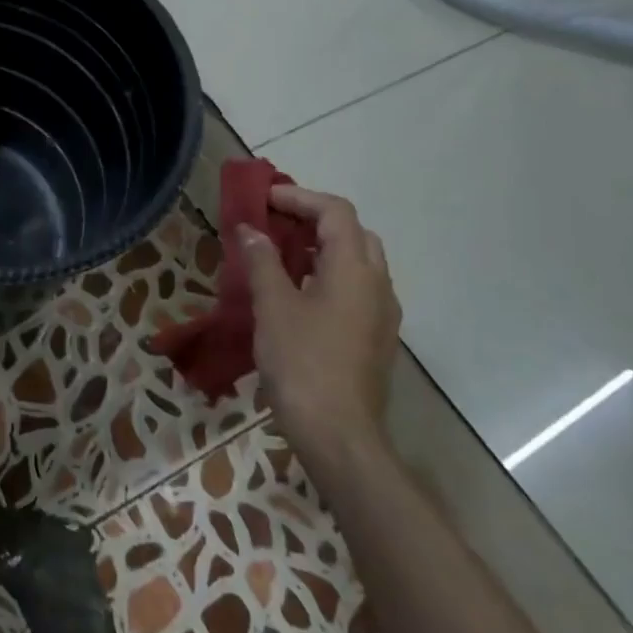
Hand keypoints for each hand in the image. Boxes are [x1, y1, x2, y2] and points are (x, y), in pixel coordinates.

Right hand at [238, 185, 400, 462]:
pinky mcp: (375, 338)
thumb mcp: (272, 306)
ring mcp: (381, 314)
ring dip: (322, 247)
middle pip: (353, 232)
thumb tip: (251, 230)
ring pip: (358, 261)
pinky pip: (356, 288)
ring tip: (281, 253)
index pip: (335, 212)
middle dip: (314, 218)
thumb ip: (262, 261)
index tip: (264, 200)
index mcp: (354, 270)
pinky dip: (328, 273)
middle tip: (275, 222)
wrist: (339, 435)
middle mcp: (377, 285)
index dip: (299, 197)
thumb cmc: (302, 362)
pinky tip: (298, 292)